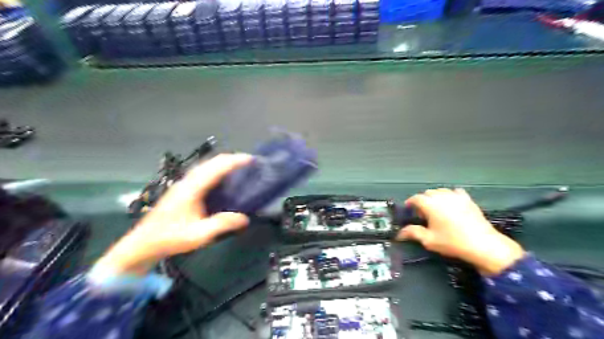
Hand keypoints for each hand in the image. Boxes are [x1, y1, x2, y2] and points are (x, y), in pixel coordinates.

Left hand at [94, 153, 251, 274]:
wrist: (144, 243)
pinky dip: (216, 168)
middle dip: (231, 158)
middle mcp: (187, 182)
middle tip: (249, 162)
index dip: (234, 161)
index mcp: (191, 189)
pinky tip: (222, 176)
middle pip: (211, 162)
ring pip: (206, 165)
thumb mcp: (198, 235)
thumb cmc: (171, 238)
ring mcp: (183, 184)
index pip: (216, 168)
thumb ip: (222, 224)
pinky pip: (202, 172)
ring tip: (239, 166)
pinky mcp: (182, 188)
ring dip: (223, 162)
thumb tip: (245, 217)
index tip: (250, 160)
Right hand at [397, 187, 524, 274]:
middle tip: (422, 214)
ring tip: (436, 209)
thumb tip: (400, 233)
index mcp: (430, 204)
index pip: (415, 198)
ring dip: (435, 197)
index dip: (410, 203)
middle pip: (427, 193)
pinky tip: (451, 204)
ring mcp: (456, 196)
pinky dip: (450, 196)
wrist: (483, 244)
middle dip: (422, 201)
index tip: (409, 210)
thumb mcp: (429, 240)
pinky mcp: (468, 199)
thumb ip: (413, 233)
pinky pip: (455, 192)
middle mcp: (442, 196)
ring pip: (440, 191)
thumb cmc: (452, 242)